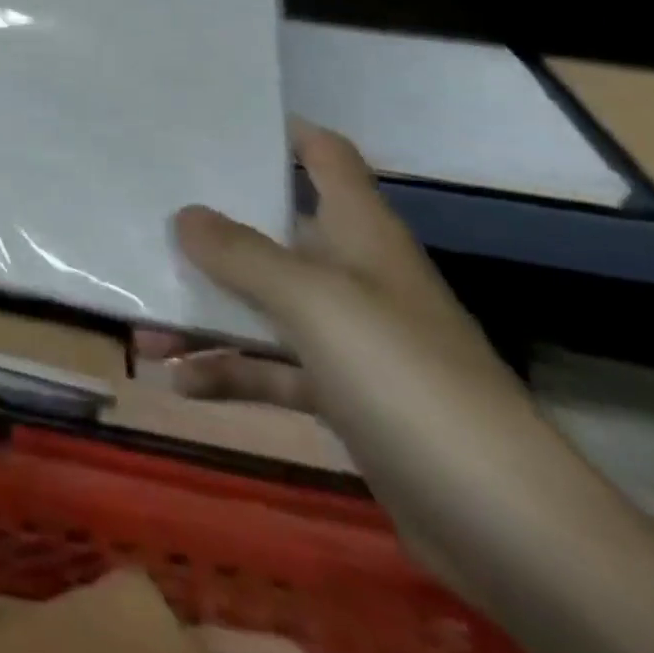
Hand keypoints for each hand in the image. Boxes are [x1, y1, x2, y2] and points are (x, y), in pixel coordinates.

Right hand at [161, 124, 615, 617]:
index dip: (280, 131)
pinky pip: (273, 371)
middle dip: (213, 228)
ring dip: (207, 313)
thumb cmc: (406, 379)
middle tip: (148, 212)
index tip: (217, 122)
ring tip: (143, 321)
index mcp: (360, 233)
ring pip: (264, 307)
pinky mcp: (346, 399)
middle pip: (276, 231)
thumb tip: (184, 214)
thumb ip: (243, 253)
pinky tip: (180, 381)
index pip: (324, 156)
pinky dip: (230, 373)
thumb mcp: (314, 302)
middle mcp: (355, 276)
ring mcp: (351, 341)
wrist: (509, 530)